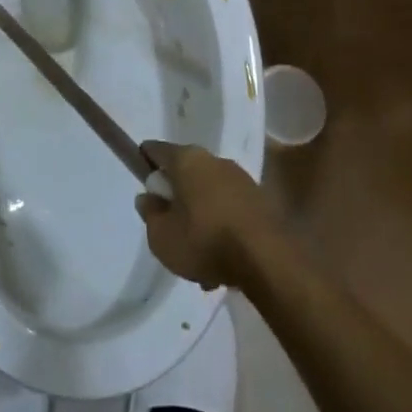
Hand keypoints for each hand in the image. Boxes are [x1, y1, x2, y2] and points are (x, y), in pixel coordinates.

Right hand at [136, 141, 285, 290]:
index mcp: (187, 159)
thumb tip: (148, 198)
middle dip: (176, 198)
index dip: (144, 164)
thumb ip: (149, 214)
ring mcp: (240, 179)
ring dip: (200, 217)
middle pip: (184, 173)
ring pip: (207, 194)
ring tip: (198, 257)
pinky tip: (220, 260)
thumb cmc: (205, 241)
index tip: (144, 188)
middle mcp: (214, 160)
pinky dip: (221, 227)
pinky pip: (229, 209)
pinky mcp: (260, 201)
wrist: (268, 261)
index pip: (155, 150)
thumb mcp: (161, 236)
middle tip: (170, 229)